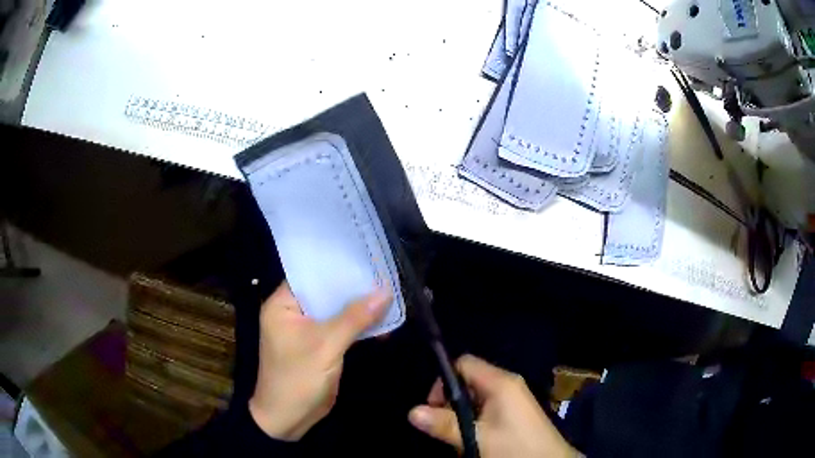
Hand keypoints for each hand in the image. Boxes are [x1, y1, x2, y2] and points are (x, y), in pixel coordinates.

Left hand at [249, 281, 390, 440]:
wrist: (289, 420)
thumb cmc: (297, 379)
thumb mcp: (325, 346)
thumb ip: (354, 318)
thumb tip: (386, 290)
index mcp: (283, 304)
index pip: (312, 274)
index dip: (339, 266)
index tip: (369, 257)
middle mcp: (294, 312)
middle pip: (327, 292)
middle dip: (355, 288)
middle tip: (387, 274)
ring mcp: (308, 330)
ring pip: (337, 311)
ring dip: (361, 308)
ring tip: (392, 295)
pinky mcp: (321, 345)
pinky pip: (342, 328)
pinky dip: (360, 326)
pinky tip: (384, 323)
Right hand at [409, 355, 578, 457]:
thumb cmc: (514, 447)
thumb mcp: (477, 438)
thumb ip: (445, 425)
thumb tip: (411, 411)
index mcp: (500, 382)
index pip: (464, 364)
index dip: (444, 381)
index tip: (435, 407)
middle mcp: (507, 384)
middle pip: (468, 381)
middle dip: (451, 402)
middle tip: (446, 426)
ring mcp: (513, 398)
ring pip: (476, 397)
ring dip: (462, 414)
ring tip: (461, 436)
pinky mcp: (515, 412)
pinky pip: (487, 408)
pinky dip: (475, 420)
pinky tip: (475, 439)